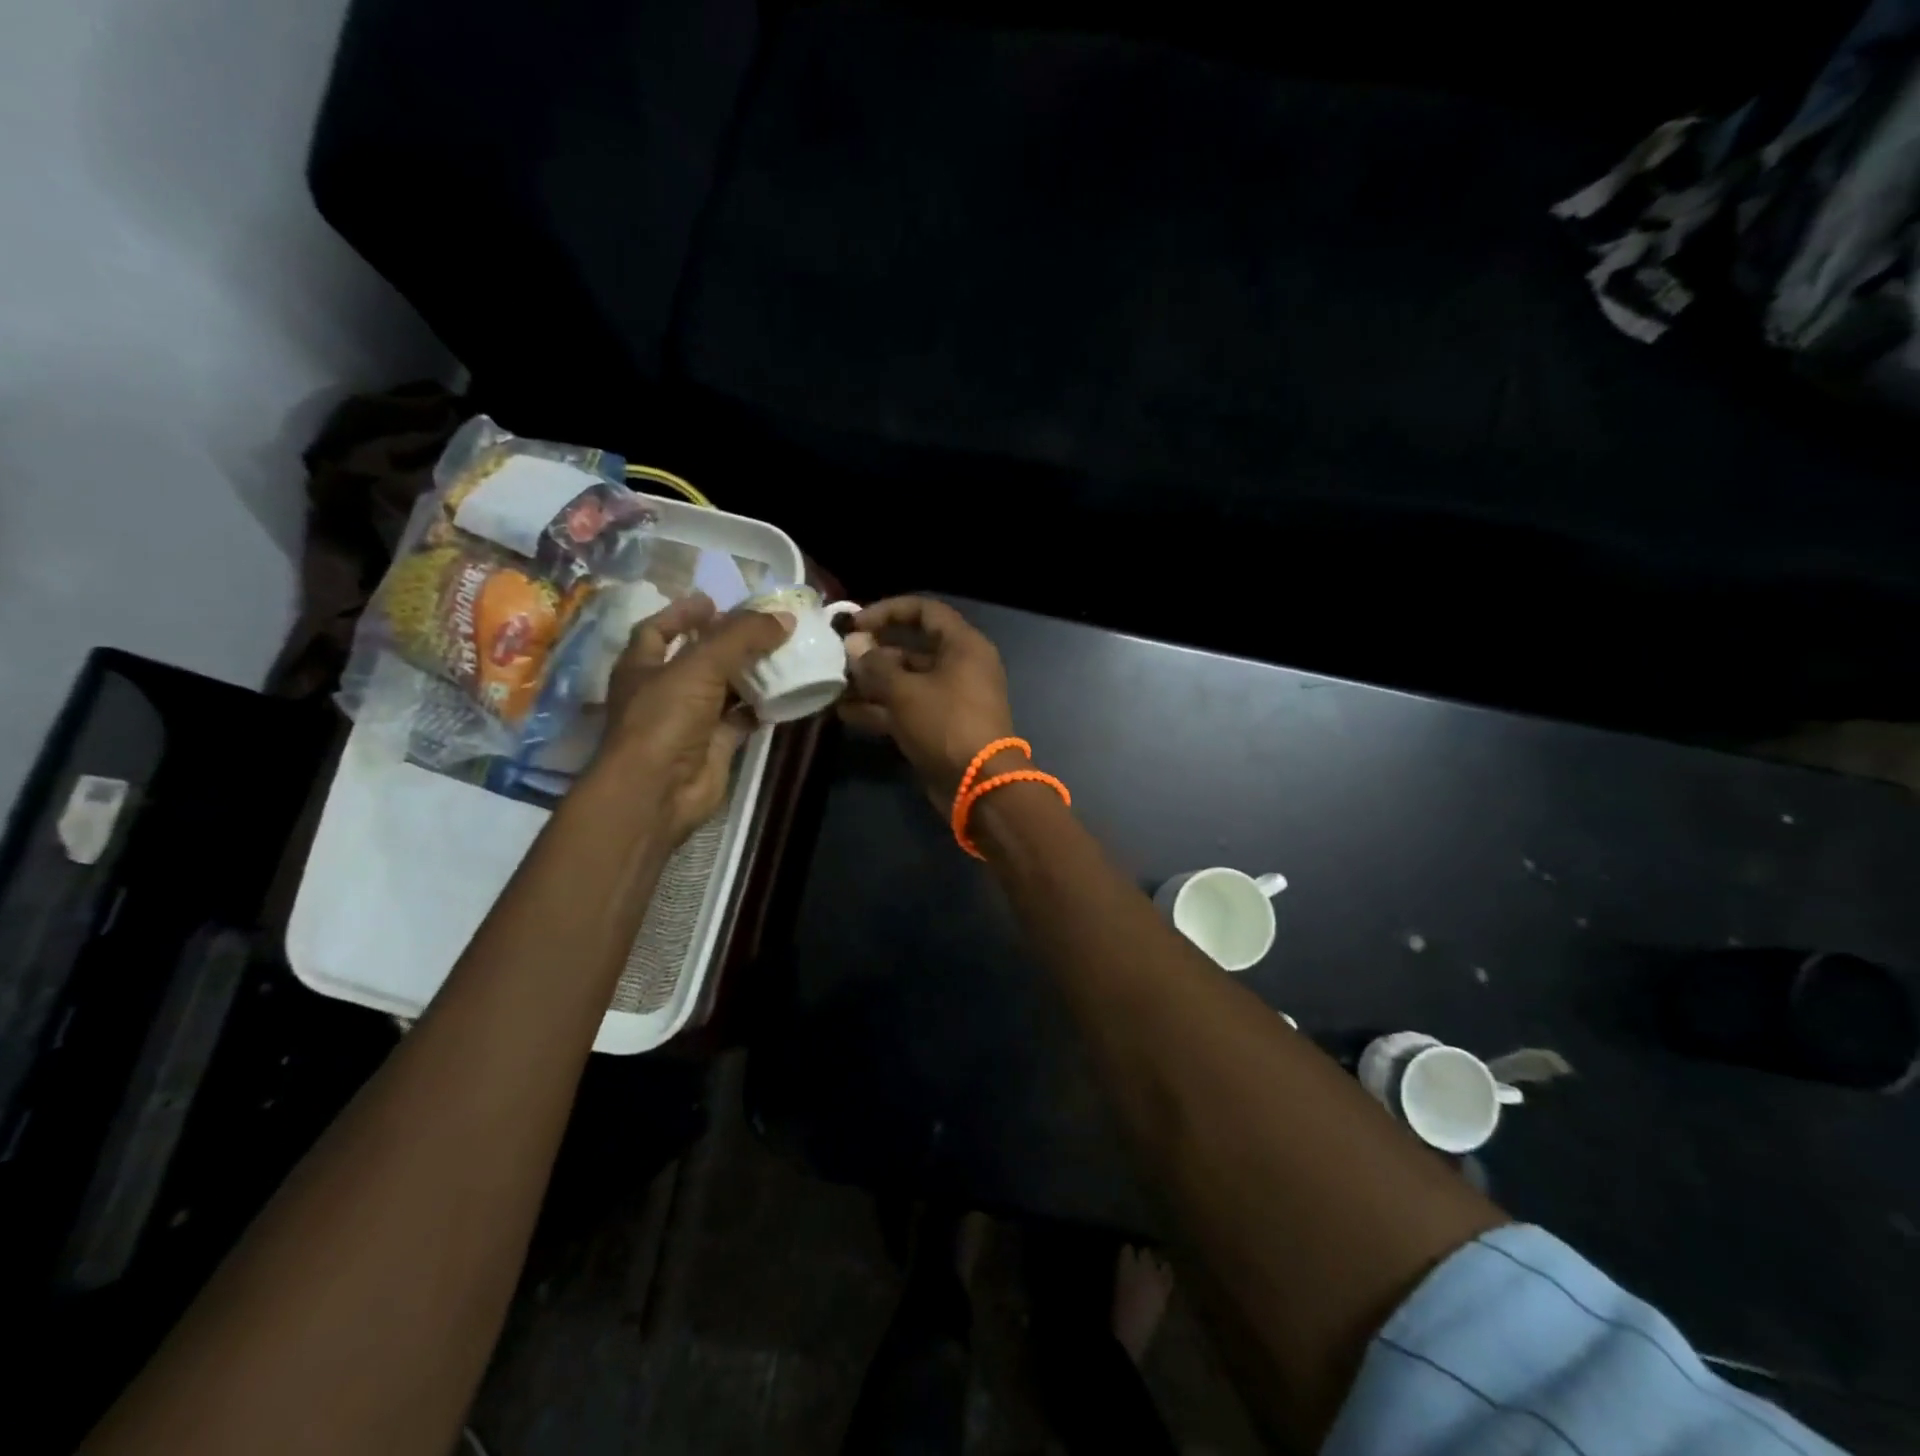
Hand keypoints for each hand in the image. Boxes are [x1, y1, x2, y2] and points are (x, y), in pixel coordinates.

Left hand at [592, 593, 791, 841]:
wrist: (658, 790)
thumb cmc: (665, 718)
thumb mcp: (700, 665)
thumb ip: (741, 637)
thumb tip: (784, 618)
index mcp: (642, 666)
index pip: (658, 629)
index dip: (683, 613)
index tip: (715, 601)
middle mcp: (664, 690)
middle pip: (698, 657)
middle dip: (728, 642)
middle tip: (763, 626)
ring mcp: (689, 720)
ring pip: (724, 689)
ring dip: (749, 673)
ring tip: (782, 653)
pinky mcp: (714, 745)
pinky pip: (741, 719)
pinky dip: (761, 707)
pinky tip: (785, 693)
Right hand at [838, 596, 1015, 801]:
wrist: (978, 785)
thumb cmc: (945, 724)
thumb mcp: (905, 691)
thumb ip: (875, 666)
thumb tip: (853, 645)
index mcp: (963, 646)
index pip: (925, 611)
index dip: (888, 611)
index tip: (855, 623)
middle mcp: (960, 667)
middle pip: (912, 649)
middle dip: (874, 653)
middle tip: (839, 659)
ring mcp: (950, 699)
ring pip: (906, 682)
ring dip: (872, 684)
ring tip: (835, 686)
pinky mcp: (940, 727)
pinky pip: (907, 708)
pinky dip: (880, 709)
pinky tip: (844, 713)